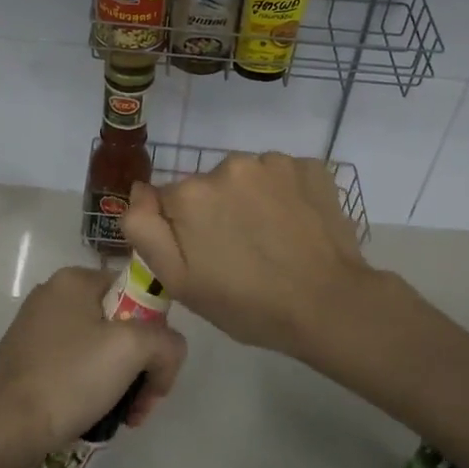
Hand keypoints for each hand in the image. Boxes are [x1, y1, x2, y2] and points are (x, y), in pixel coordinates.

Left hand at [0, 266, 187, 467]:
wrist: (6, 428)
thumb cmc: (70, 378)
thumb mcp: (133, 350)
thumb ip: (166, 342)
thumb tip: (165, 358)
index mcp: (74, 280)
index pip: (136, 294)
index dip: (155, 332)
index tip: (154, 371)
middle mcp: (51, 296)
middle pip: (118, 326)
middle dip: (138, 366)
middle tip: (141, 403)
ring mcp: (32, 329)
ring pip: (96, 350)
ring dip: (118, 382)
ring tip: (122, 417)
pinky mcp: (22, 361)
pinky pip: (71, 368)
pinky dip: (88, 389)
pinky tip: (90, 416)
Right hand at [121, 152, 372, 360]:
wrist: (329, 305)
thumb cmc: (247, 304)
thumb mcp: (178, 281)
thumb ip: (144, 229)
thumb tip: (139, 189)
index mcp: (191, 193)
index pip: (171, 202)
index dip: (185, 231)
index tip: (208, 257)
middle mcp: (228, 165)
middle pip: (209, 186)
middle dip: (217, 212)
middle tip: (240, 253)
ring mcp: (273, 162)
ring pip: (246, 178)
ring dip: (251, 200)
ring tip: (271, 240)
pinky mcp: (310, 166)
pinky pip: (282, 176)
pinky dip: (284, 195)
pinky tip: (295, 225)